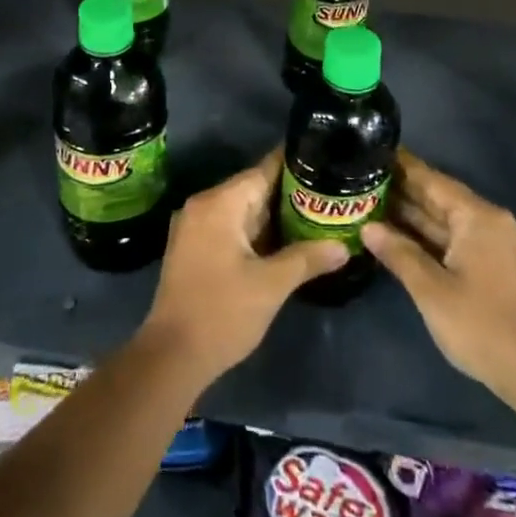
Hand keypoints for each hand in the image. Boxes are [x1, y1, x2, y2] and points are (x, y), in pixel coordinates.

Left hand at [139, 151, 347, 386]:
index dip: (294, 165)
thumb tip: (343, 246)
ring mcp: (194, 226)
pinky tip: (283, 241)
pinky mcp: (193, 247)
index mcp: (219, 203)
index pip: (263, 170)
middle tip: (327, 194)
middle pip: (252, 188)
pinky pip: (230, 226)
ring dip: (273, 215)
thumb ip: (307, 259)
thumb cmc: (222, 313)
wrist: (172, 356)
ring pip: (242, 209)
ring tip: (314, 215)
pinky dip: (255, 231)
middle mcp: (203, 205)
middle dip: (288, 193)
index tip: (323, 160)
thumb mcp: (271, 286)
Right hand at [362, 153, 515, 401]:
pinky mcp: (493, 266)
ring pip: (445, 221)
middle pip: (438, 198)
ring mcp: (494, 244)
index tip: (371, 152)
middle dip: (401, 191)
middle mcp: (489, 221)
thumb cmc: (483, 326)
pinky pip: (454, 239)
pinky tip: (399, 236)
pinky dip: (428, 236)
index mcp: (478, 217)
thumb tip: (368, 227)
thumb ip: (399, 253)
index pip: (431, 180)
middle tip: (361, 179)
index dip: (401, 166)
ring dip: (412, 216)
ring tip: (371, 202)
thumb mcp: (432, 290)